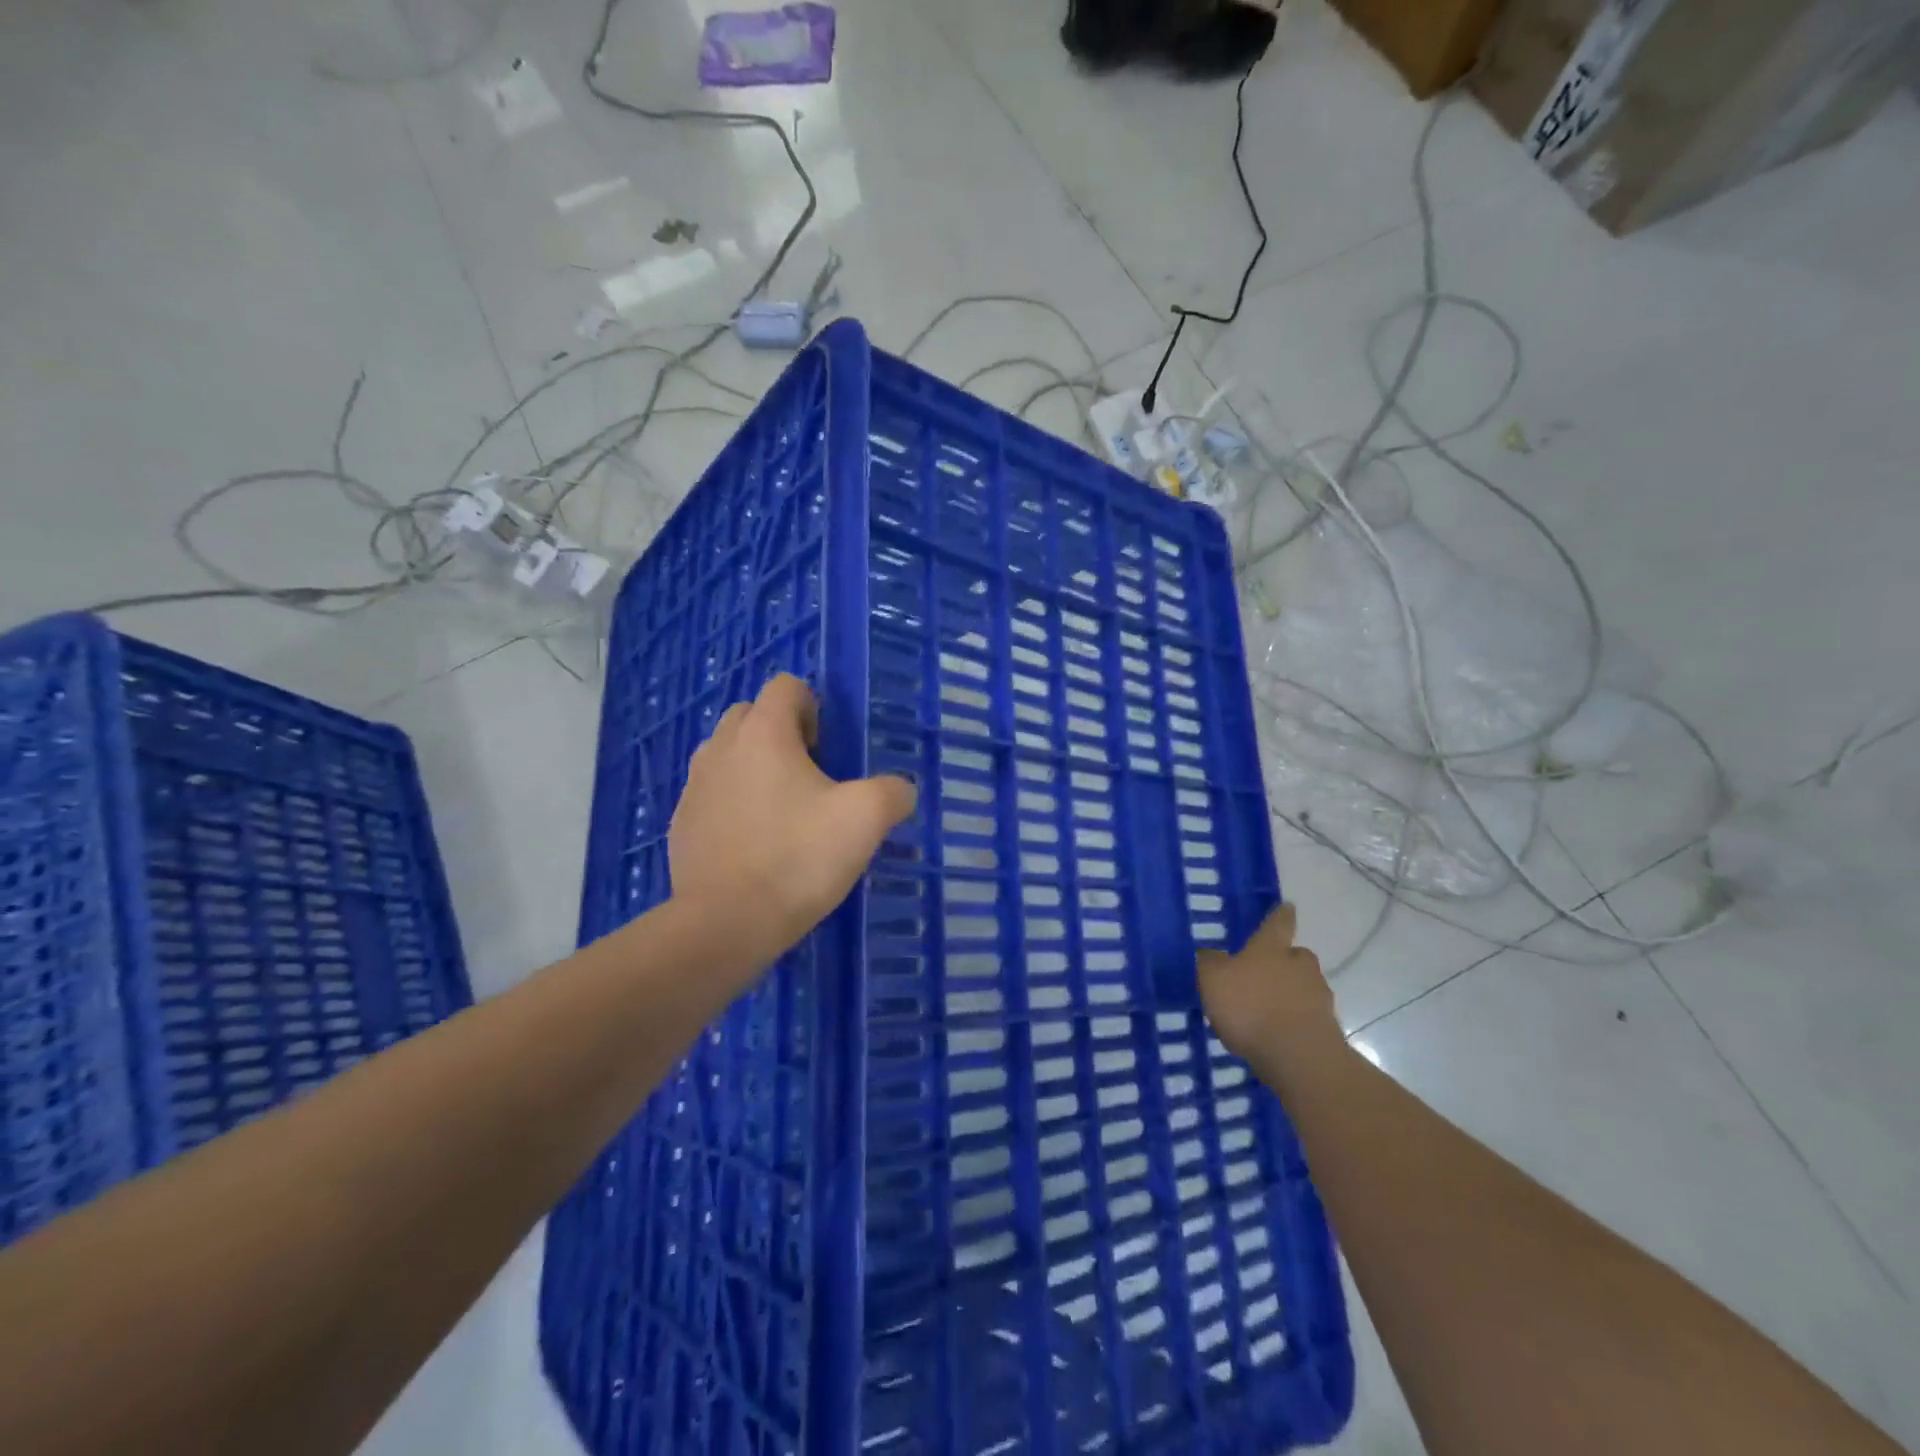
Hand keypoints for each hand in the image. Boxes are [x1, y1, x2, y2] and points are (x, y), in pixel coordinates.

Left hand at [670, 674, 915, 962]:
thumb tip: (900, 790)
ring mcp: (694, 785)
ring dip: (753, 766)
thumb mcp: (866, 819)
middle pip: (751, 715)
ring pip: (727, 754)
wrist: (726, 923)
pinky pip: (711, 794)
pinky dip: (732, 803)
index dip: (813, 707)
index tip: (827, 750)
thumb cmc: (798, 857)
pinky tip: (754, 843)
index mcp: (763, 733)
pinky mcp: (681, 823)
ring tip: (781, 809)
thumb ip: (892, 792)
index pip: (786, 686)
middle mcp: (721, 747)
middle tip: (808, 776)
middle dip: (780, 733)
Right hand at [1197, 905, 1339, 1070]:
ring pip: (1305, 986)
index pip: (1278, 923)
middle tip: (1266, 971)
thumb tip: (1209, 954)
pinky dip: (1296, 1019)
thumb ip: (1209, 963)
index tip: (1288, 906)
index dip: (1281, 915)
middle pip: (1296, 955)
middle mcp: (1299, 965)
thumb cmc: (1251, 1007)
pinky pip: (1308, 1016)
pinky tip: (1278, 1034)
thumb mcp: (1213, 979)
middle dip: (1285, 960)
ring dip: (1291, 992)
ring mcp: (1318, 996)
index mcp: (1271, 948)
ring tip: (1268, 1008)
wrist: (1299, 1057)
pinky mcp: (1327, 1028)